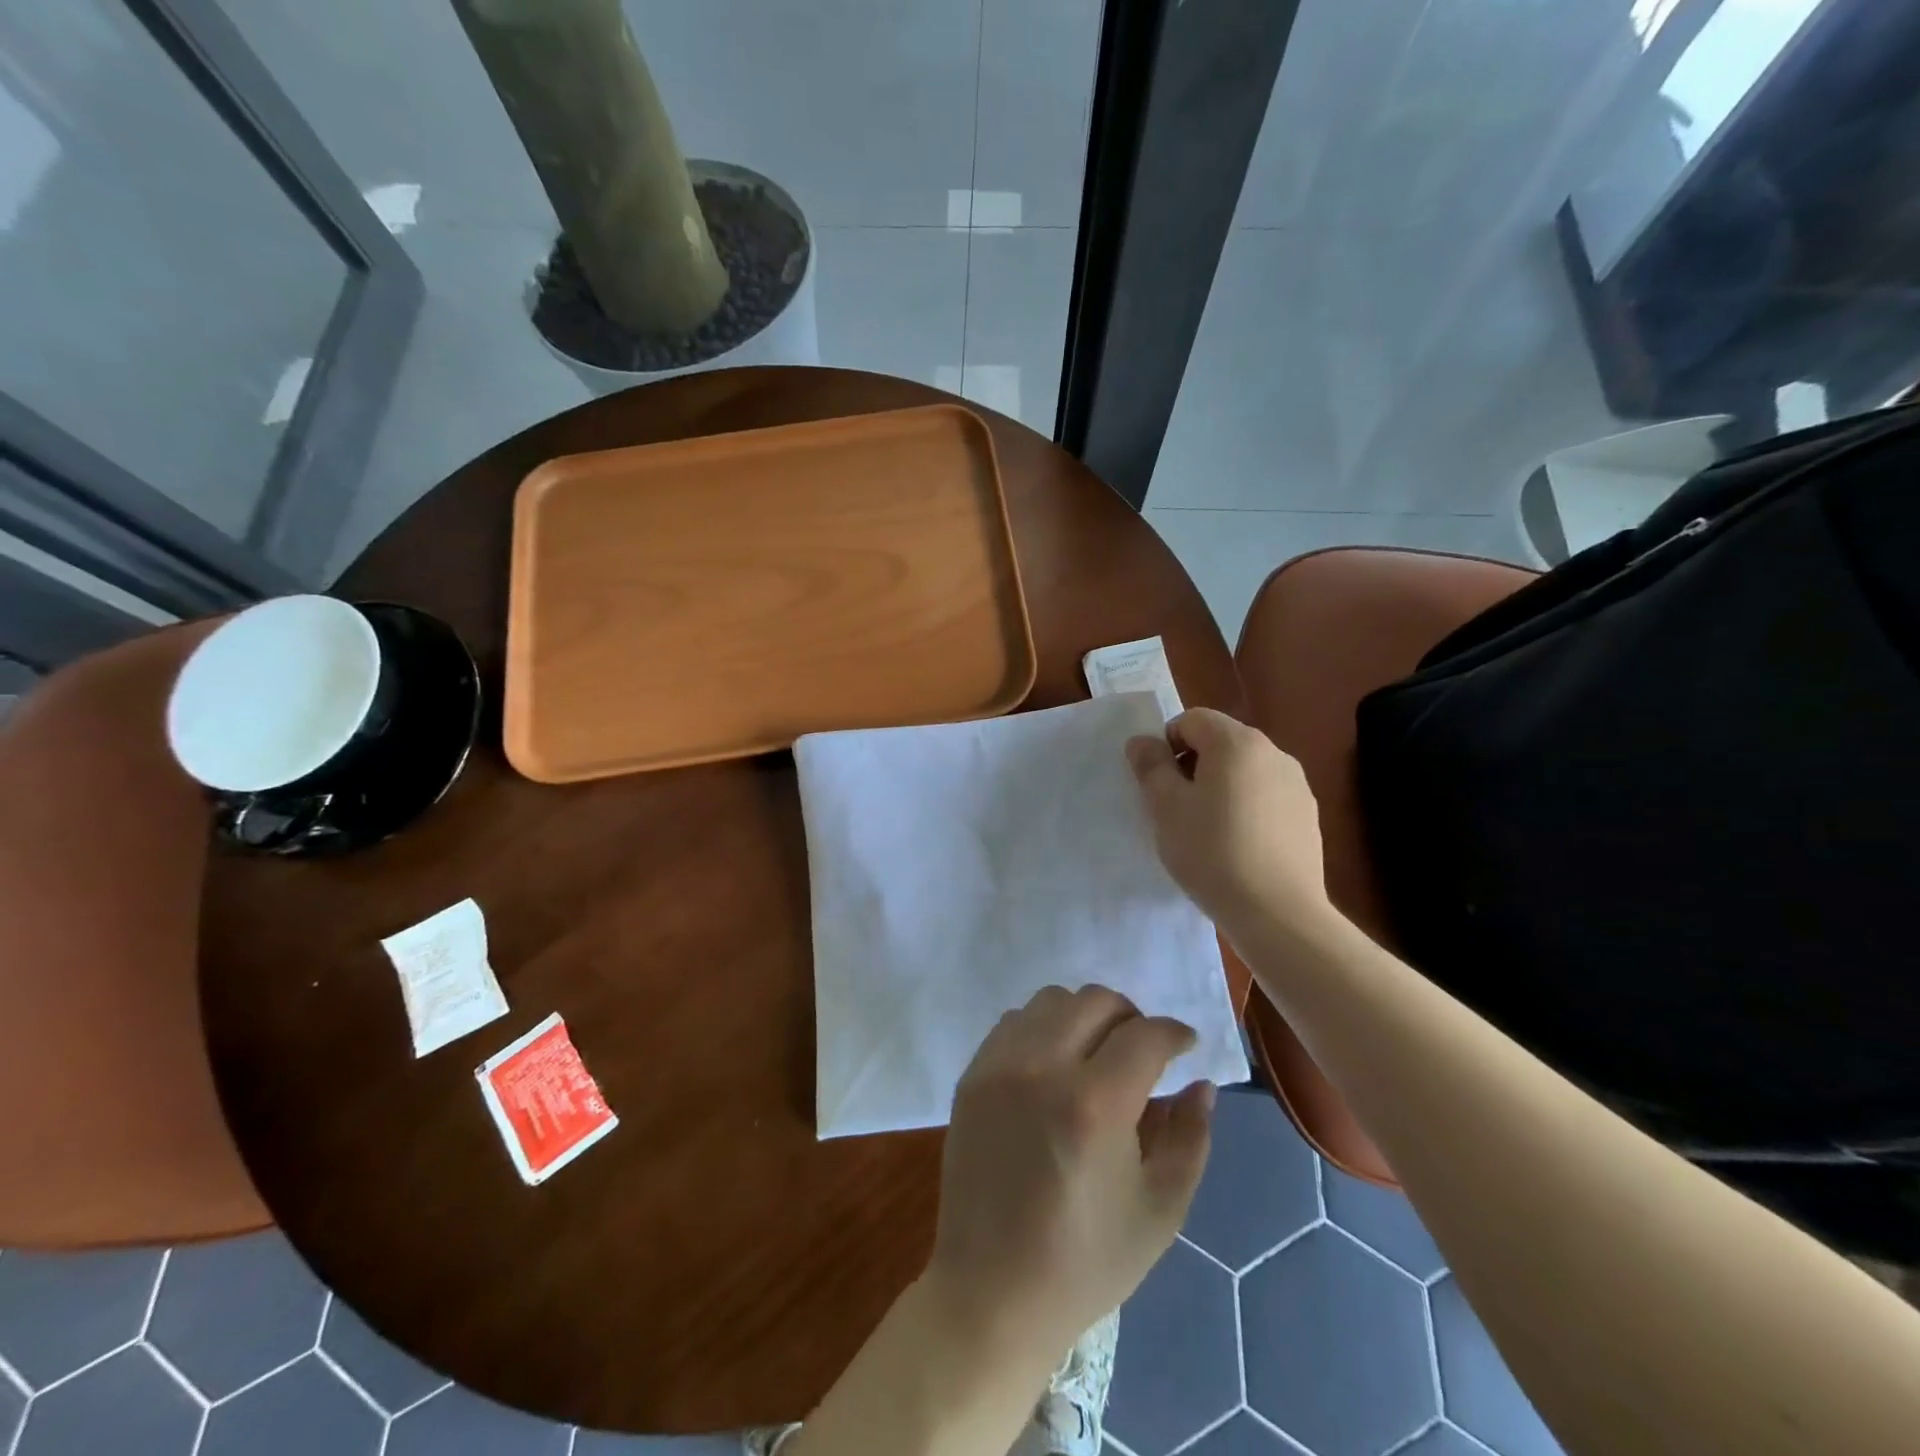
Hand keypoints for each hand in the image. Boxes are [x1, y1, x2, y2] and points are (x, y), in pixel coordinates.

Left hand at [926, 985, 1214, 1363]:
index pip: (1144, 1035)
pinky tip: (1053, 1066)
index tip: (1185, 1046)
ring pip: (1051, 1000)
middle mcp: (1042, 1067)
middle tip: (1142, 1051)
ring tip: (1096, 1054)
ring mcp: (999, 1066)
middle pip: (1095, 1000)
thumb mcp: (1160, 1210)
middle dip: (1131, 1017)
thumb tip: (1202, 1084)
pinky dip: (1042, 1028)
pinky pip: (1014, 1022)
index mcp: (1094, 1104)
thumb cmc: (1086, 1261)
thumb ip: (1190, 1137)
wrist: (992, 1291)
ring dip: (1084, 1016)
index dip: (1174, 1033)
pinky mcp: (972, 1074)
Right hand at [1126, 707, 1332, 938]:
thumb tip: (1142, 741)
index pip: (1191, 719)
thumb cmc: (1211, 851)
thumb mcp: (1166, 807)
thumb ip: (1151, 766)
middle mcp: (1274, 752)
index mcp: (1237, 742)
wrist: (1277, 913)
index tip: (1158, 784)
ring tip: (1207, 831)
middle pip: (1221, 742)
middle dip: (1193, 766)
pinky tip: (1238, 847)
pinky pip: (1266, 797)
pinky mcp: (1308, 816)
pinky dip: (1246, 809)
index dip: (1167, 745)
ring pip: (1244, 771)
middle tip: (1177, 808)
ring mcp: (1297, 785)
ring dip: (1220, 788)